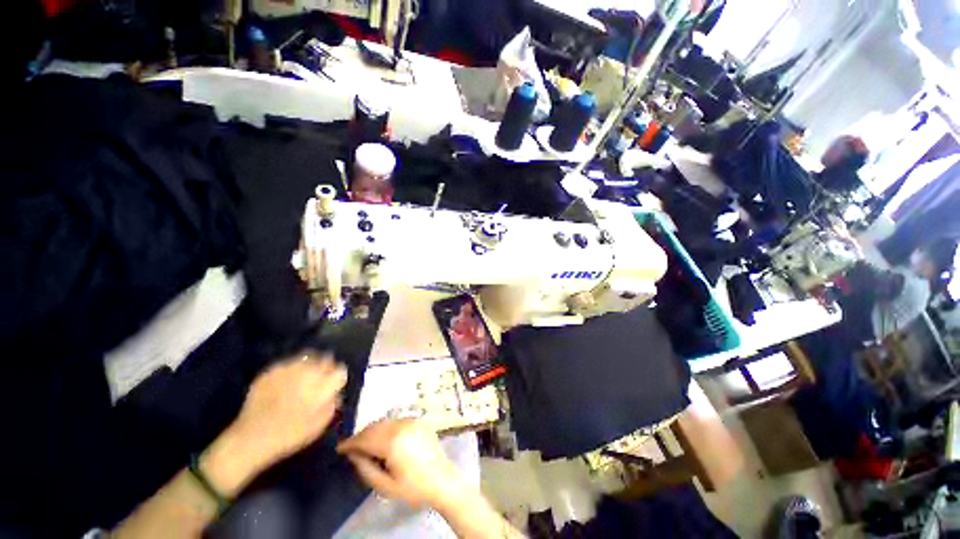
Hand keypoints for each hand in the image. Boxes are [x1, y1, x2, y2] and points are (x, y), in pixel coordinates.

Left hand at [203, 353, 346, 495]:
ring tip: (306, 375)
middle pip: (326, 359)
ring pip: (307, 357)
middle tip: (321, 378)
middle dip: (326, 367)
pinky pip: (288, 363)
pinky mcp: (271, 370)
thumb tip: (337, 392)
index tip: (335, 384)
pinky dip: (292, 368)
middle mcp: (308, 371)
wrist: (252, 438)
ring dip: (311, 364)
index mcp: (323, 385)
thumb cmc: (290, 435)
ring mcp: (288, 369)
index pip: (340, 370)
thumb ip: (333, 404)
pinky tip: (287, 380)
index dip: (338, 377)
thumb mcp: (320, 424)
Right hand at [337, 419, 465, 508]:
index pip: (366, 438)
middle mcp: (402, 425)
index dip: (350, 442)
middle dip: (361, 436)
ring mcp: (412, 421)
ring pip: (385, 421)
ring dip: (373, 430)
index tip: (339, 448)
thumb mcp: (385, 486)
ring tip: (366, 445)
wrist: (442, 480)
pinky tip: (383, 439)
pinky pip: (397, 421)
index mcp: (393, 442)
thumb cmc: (413, 488)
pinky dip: (386, 428)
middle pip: (375, 426)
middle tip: (352, 448)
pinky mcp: (419, 421)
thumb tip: (353, 454)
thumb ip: (366, 469)